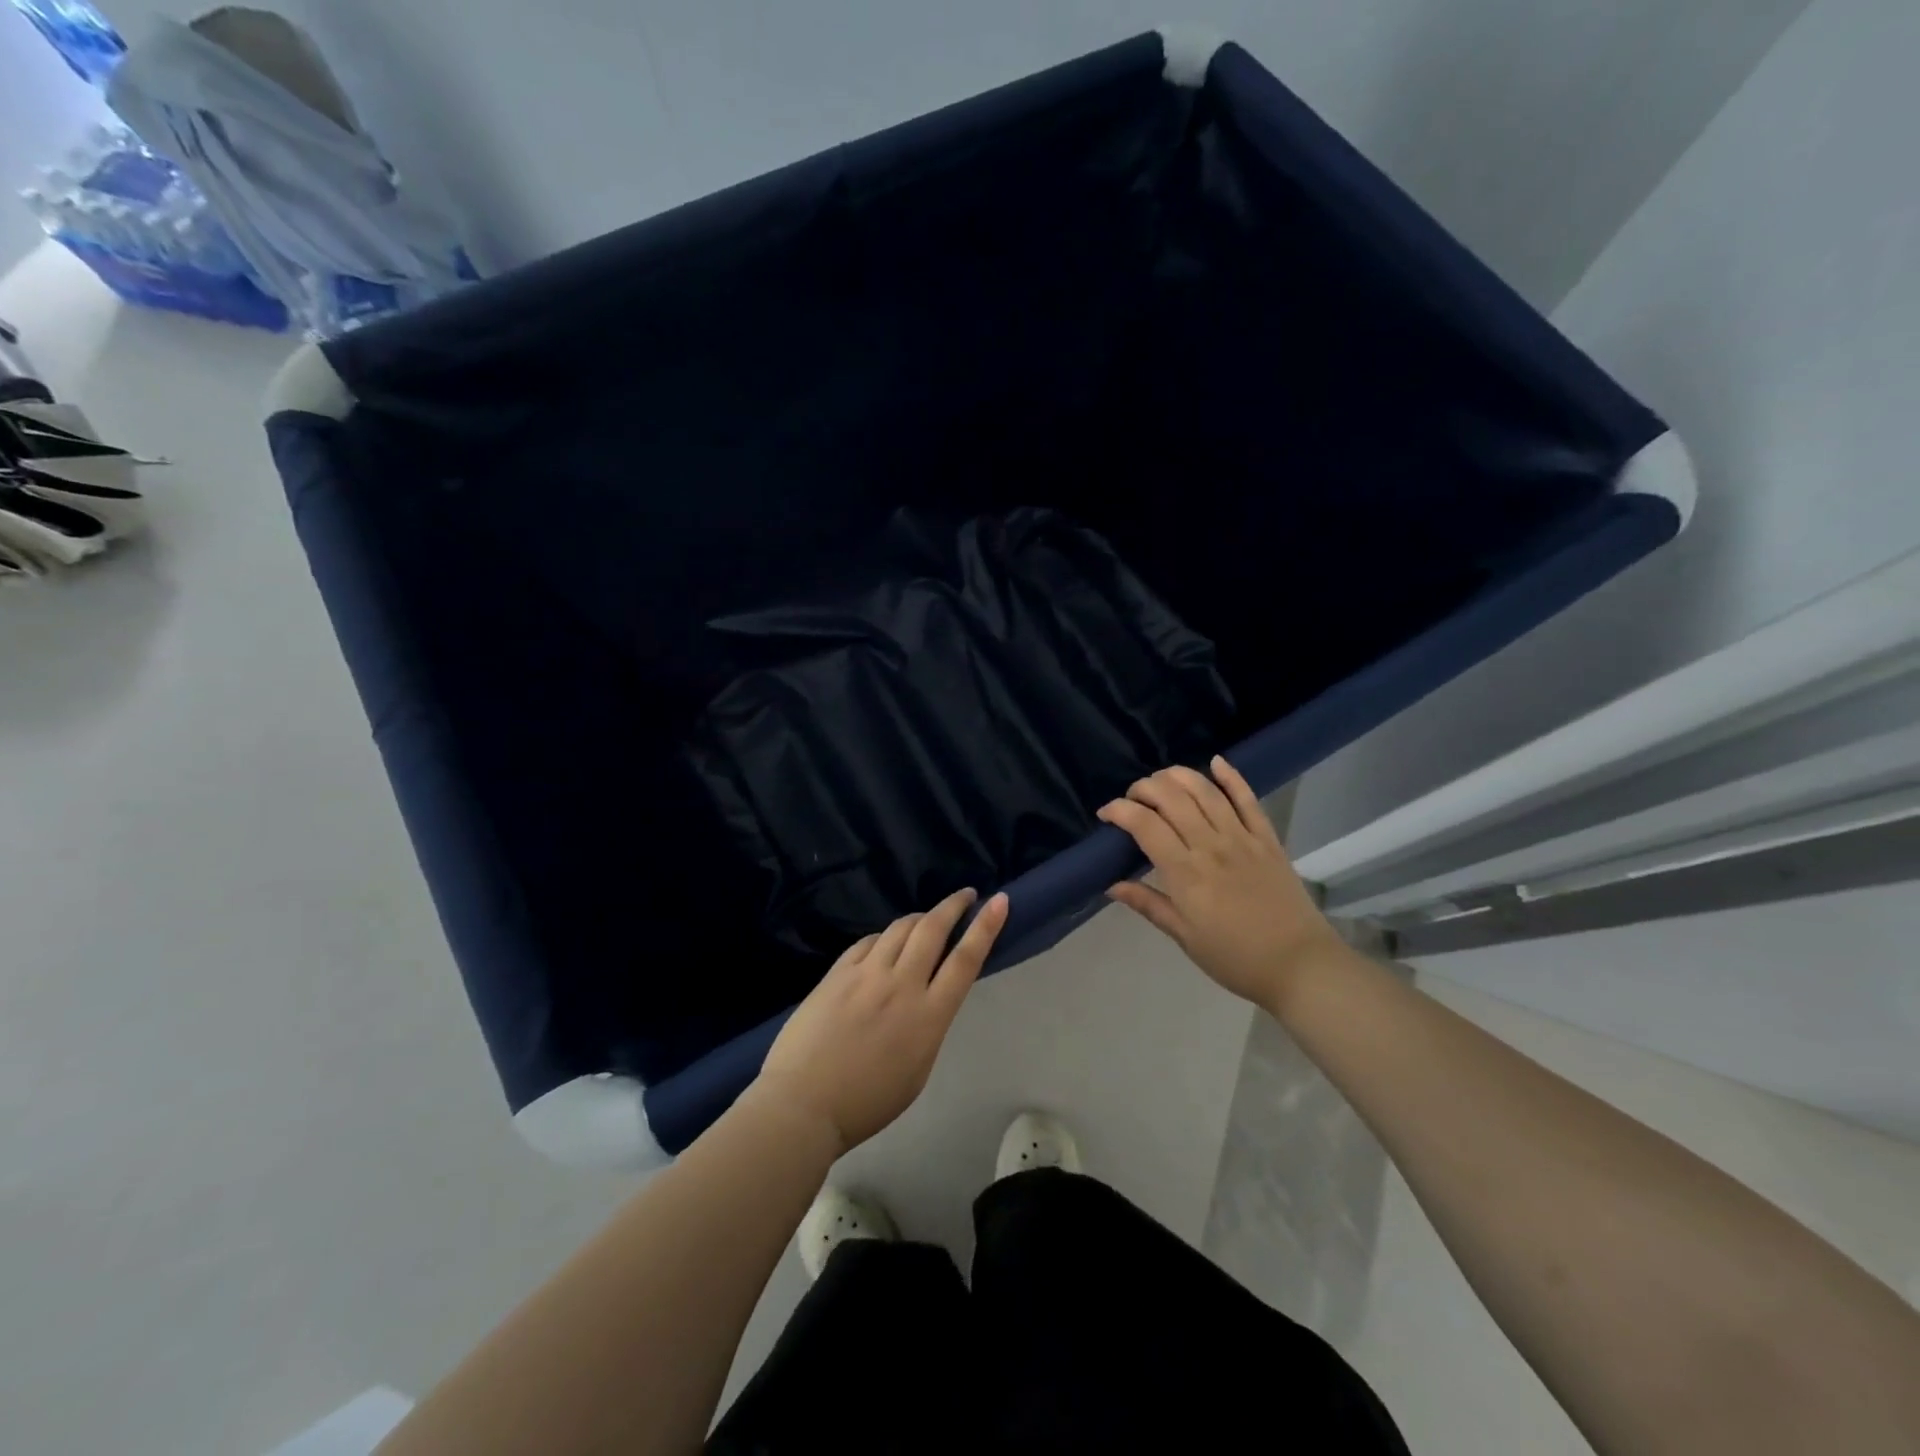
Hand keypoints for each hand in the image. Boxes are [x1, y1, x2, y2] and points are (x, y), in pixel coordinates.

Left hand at [754, 888, 1008, 1154]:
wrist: (803, 1105)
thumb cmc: (867, 1102)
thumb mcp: (918, 1070)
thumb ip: (928, 1025)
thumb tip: (929, 997)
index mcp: (928, 1017)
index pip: (965, 960)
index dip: (986, 926)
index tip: (999, 900)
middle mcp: (901, 985)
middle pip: (932, 929)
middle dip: (953, 905)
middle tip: (965, 895)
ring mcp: (866, 974)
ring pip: (900, 928)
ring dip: (920, 917)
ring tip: (927, 919)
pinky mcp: (837, 973)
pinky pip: (868, 941)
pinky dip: (884, 936)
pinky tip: (885, 942)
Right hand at [1098, 757, 1345, 1007]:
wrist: (1300, 965)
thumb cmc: (1235, 958)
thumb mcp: (1184, 937)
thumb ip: (1148, 904)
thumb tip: (1112, 884)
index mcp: (1186, 873)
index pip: (1145, 825)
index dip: (1120, 810)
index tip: (1106, 813)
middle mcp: (1211, 846)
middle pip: (1172, 798)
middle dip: (1144, 788)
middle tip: (1132, 798)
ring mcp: (1242, 838)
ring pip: (1205, 791)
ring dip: (1178, 776)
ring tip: (1161, 778)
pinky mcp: (1267, 838)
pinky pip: (1248, 799)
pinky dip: (1231, 777)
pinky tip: (1215, 762)